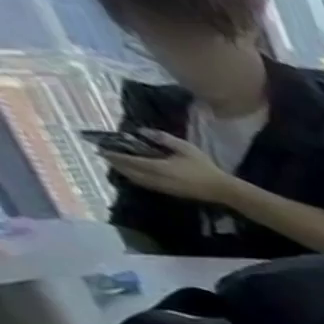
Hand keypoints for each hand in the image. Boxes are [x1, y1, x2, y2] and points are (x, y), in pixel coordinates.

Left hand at [101, 130, 234, 202]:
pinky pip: (147, 184)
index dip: (113, 154)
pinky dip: (137, 179)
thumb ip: (162, 138)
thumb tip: (142, 131)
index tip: (100, 147)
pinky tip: (135, 175)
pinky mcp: (171, 192)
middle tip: (105, 156)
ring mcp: (164, 187)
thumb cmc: (205, 168)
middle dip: (116, 164)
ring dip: (125, 172)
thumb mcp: (185, 148)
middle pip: (129, 172)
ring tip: (117, 165)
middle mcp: (157, 178)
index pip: (129, 160)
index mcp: (158, 167)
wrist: (223, 190)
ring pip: (137, 180)